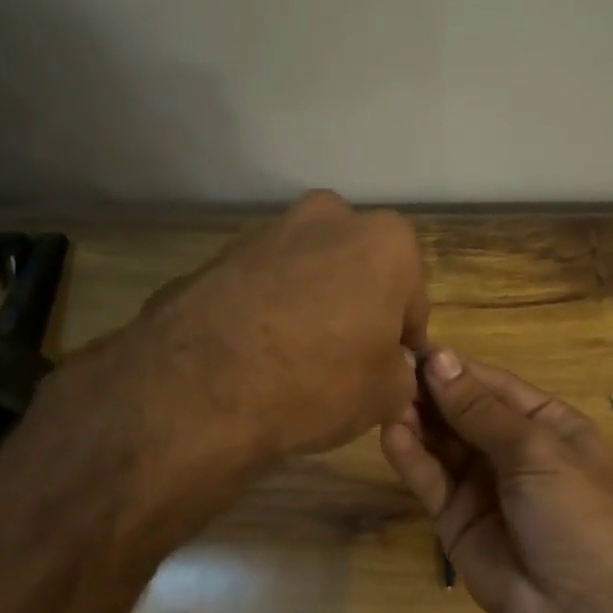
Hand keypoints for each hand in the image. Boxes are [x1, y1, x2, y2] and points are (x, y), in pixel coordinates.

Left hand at [49, 191, 428, 476]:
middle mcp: (330, 218)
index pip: (412, 294)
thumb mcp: (386, 394)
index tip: (391, 365)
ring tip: (296, 355)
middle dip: (358, 304)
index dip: (404, 334)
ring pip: (309, 269)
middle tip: (346, 355)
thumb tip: (391, 368)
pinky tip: (257, 350)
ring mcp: (269, 230)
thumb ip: (401, 371)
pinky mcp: (220, 253)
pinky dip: (268, 306)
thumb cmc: (318, 381)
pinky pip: (263, 282)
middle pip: (359, 268)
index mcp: (385, 241)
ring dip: (311, 300)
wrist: (201, 388)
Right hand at [380, 349, 612, 612]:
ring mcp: (482, 483)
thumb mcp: (534, 450)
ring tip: (385, 399)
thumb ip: (480, 409)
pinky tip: (391, 434)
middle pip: (463, 412)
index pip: (494, 385)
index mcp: (546, 424)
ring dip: (417, 421)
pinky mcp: (455, 517)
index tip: (416, 348)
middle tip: (390, 371)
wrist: (580, 608)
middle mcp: (512, 448)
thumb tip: (439, 359)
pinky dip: (411, 458)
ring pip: (442, 443)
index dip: (457, 368)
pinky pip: (430, 479)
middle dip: (431, 393)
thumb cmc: (572, 511)